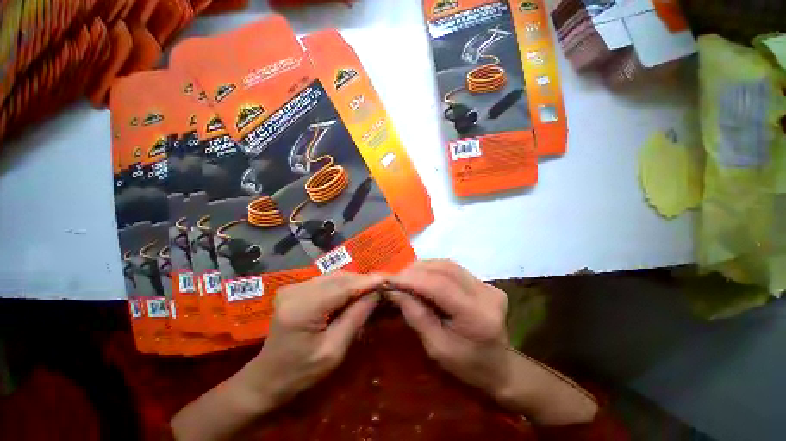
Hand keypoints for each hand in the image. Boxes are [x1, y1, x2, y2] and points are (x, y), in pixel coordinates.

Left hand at [242, 272, 384, 409]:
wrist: (267, 377)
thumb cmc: (301, 373)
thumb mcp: (334, 351)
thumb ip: (356, 317)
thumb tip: (376, 293)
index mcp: (303, 308)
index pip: (343, 287)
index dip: (367, 281)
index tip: (388, 279)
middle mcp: (296, 291)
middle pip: (339, 278)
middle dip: (362, 281)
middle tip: (382, 286)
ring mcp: (293, 287)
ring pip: (334, 277)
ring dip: (354, 282)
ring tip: (371, 290)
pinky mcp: (295, 288)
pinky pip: (327, 281)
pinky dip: (343, 285)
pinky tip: (353, 292)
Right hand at [388, 260, 597, 424]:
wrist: (500, 368)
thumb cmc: (468, 367)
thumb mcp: (437, 348)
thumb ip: (416, 315)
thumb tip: (395, 290)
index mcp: (477, 315)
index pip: (439, 285)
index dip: (412, 279)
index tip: (389, 280)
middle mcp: (486, 293)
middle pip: (444, 269)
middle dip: (416, 270)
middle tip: (396, 278)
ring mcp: (488, 285)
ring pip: (448, 265)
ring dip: (424, 267)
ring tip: (406, 276)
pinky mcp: (485, 283)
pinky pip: (454, 269)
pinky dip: (434, 269)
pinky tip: (423, 276)